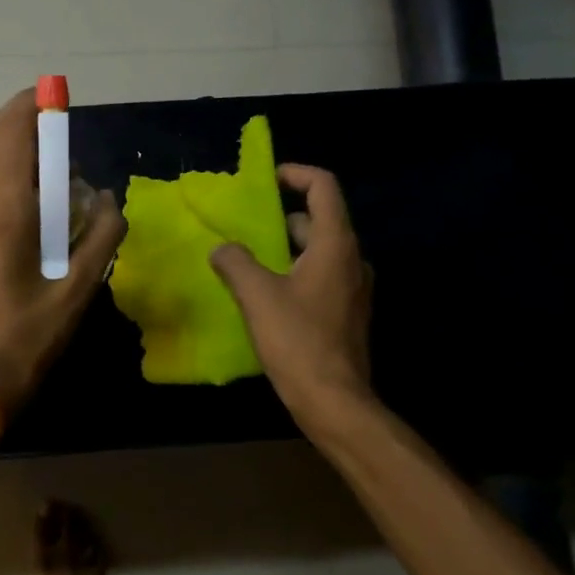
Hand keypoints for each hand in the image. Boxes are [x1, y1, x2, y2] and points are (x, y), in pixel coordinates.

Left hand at [0, 89, 126, 415]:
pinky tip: (32, 197)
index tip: (57, 96)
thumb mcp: (81, 286)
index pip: (13, 135)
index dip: (34, 108)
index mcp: (3, 210)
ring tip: (52, 163)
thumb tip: (107, 196)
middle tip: (58, 124)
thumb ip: (104, 233)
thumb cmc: (31, 334)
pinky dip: (4, 173)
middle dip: (23, 121)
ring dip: (14, 149)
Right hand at [209, 164, 373, 430]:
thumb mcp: (256, 296)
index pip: (324, 188)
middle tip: (245, 227)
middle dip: (281, 217)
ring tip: (248, 260)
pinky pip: (319, 277)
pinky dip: (294, 273)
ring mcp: (352, 289)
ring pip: (317, 252)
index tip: (268, 179)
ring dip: (285, 249)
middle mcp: (351, 260)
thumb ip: (235, 262)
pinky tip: (266, 294)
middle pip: (318, 221)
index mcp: (334, 245)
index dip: (297, 174)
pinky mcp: (346, 313)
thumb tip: (222, 248)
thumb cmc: (297, 340)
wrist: (334, 400)